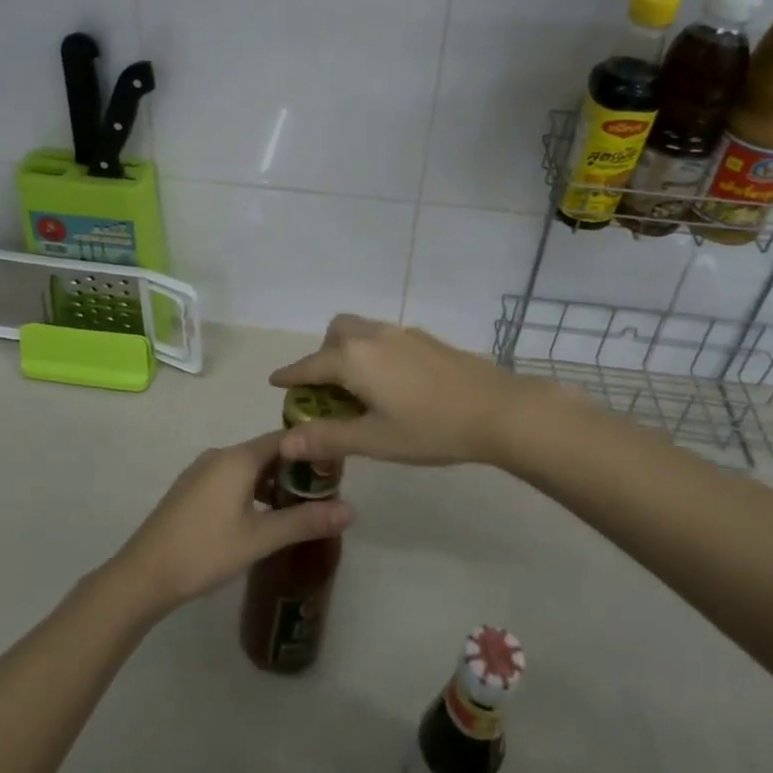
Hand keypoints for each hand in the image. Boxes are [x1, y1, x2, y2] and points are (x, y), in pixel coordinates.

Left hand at [109, 432, 352, 621]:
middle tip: (320, 496)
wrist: (144, 573)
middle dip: (293, 470)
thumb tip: (351, 510)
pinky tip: (259, 519)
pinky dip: (250, 490)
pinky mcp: (190, 488)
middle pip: (266, 451)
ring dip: (271, 483)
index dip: (311, 450)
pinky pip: (229, 478)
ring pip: (246, 467)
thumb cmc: (206, 551)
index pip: (284, 438)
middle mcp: (220, 454)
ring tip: (294, 511)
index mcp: (238, 458)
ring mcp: (201, 470)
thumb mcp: (260, 539)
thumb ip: (305, 521)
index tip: (334, 470)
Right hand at [269, 315, 545, 467]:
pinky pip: (385, 337)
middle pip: (336, 333)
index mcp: (354, 358)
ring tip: (359, 387)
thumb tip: (285, 441)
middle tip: (327, 388)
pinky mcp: (426, 339)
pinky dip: (374, 352)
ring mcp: (402, 334)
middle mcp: (373, 337)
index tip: (274, 381)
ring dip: (349, 350)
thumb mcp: (375, 440)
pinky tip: (393, 383)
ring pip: (362, 331)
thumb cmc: (431, 429)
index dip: (290, 375)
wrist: (498, 410)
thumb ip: (329, 437)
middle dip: (323, 354)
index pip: (310, 365)